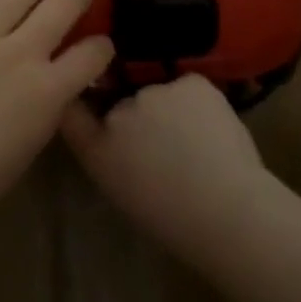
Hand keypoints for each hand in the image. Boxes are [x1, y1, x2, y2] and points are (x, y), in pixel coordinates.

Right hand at [62, 74, 273, 256]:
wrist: (227, 210)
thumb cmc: (174, 219)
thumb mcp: (124, 191)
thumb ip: (108, 154)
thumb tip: (116, 137)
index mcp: (97, 147)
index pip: (73, 110)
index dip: (82, 102)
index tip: (94, 107)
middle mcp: (119, 111)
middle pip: (125, 102)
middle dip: (140, 116)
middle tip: (165, 143)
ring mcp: (155, 91)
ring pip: (160, 93)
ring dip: (170, 108)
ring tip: (194, 140)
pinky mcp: (190, 82)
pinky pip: (189, 87)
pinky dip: (197, 102)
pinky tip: (212, 129)